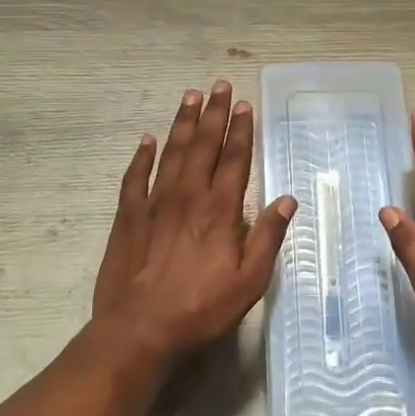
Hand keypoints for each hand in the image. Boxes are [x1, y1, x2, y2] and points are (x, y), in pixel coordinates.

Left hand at [92, 81, 296, 359]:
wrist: (140, 330)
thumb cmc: (201, 309)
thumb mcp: (249, 281)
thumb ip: (268, 237)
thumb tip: (287, 199)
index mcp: (219, 211)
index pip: (234, 160)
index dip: (240, 130)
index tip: (243, 105)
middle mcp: (187, 197)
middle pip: (202, 146)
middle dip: (212, 114)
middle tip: (218, 85)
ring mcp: (154, 204)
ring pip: (170, 153)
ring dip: (181, 123)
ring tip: (189, 97)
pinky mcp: (127, 217)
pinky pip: (134, 177)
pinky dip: (141, 156)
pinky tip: (147, 139)